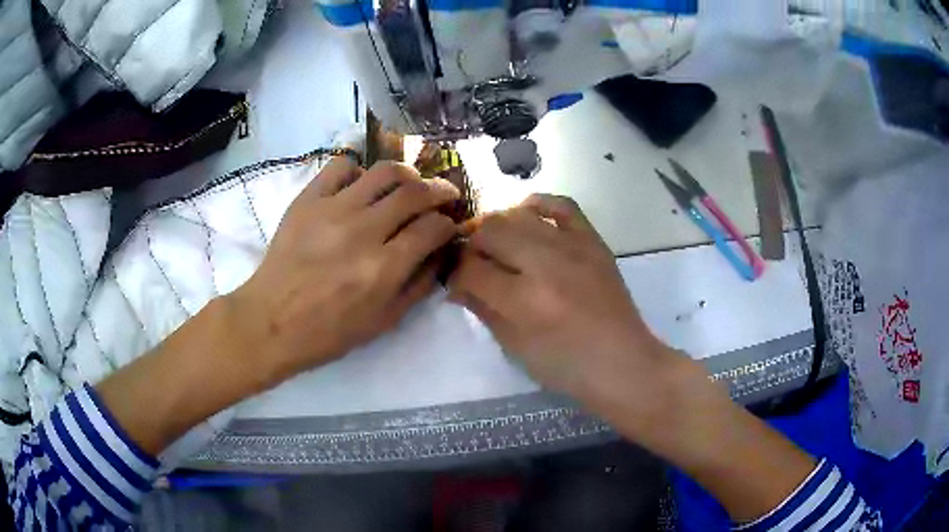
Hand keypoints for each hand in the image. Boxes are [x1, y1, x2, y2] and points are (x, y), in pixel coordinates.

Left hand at [229, 157, 459, 386]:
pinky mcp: (308, 199)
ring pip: (384, 171)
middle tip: (445, 195)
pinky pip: (341, 166)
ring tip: (410, 183)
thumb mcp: (383, 322)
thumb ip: (419, 286)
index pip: (433, 228)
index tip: (450, 226)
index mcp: (384, 268)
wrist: (271, 321)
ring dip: (408, 174)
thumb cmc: (328, 331)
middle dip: (441, 190)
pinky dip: (359, 170)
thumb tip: (440, 253)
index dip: (449, 224)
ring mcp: (333, 209)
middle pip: (416, 192)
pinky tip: (361, 187)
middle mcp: (363, 231)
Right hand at [448, 194, 674, 401]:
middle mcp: (546, 265)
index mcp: (524, 301)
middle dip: (471, 246)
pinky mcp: (593, 241)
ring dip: (496, 226)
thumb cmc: (566, 366)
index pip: (472, 270)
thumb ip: (482, 309)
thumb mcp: (515, 347)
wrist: (622, 362)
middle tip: (473, 263)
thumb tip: (457, 285)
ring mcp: (573, 247)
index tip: (455, 284)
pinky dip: (538, 204)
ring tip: (495, 243)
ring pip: (518, 215)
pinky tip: (525, 214)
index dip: (455, 276)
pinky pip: (562, 205)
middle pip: (490, 232)